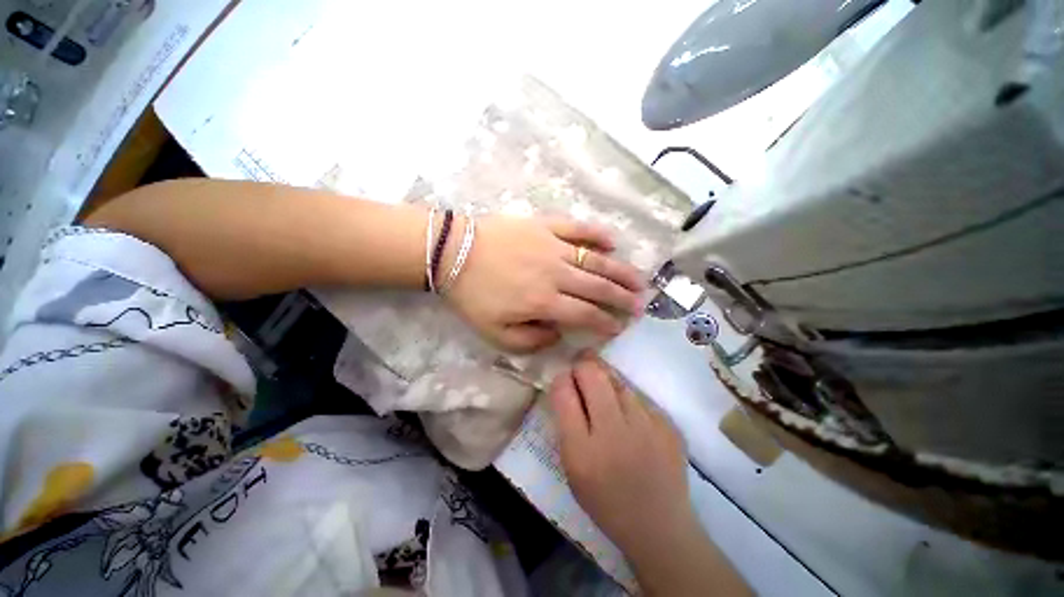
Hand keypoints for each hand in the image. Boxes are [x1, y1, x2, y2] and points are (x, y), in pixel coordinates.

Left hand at [444, 215, 645, 352]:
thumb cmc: (472, 295)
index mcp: (544, 301)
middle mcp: (556, 274)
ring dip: (620, 271)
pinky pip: (577, 228)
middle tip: (640, 304)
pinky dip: (597, 234)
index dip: (605, 322)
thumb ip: (530, 341)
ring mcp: (553, 246)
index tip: (619, 327)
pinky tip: (612, 241)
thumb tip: (559, 334)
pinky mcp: (545, 226)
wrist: (453, 252)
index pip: (585, 314)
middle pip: (598, 287)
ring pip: (595, 260)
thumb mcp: (495, 333)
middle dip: (622, 298)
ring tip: (639, 279)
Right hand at [548, 357, 695, 557]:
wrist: (659, 527)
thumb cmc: (605, 501)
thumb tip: (568, 385)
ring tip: (605, 394)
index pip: (564, 393)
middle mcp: (614, 433)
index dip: (561, 378)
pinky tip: (630, 417)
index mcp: (582, 451)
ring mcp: (646, 426)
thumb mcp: (572, 468)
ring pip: (618, 380)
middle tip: (581, 371)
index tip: (565, 380)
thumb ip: (567, 424)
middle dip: (582, 366)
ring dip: (606, 379)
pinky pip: (639, 396)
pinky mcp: (668, 424)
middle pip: (592, 374)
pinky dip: (628, 399)